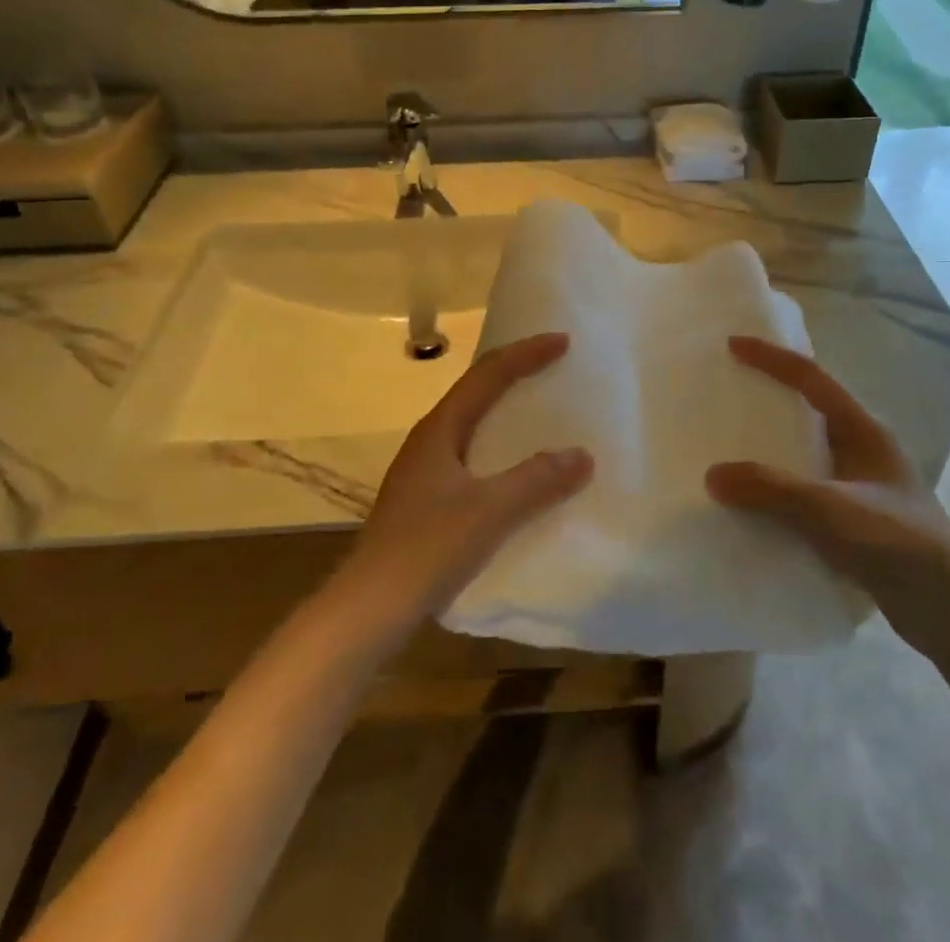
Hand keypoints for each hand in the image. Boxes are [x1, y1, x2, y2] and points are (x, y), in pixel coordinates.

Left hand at [334, 333, 592, 631]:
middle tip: (554, 366)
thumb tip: (582, 454)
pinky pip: (472, 457)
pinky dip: (500, 449)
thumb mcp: (489, 512)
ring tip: (541, 412)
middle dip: (515, 373)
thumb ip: (536, 481)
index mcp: (440, 430)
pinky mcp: (427, 501)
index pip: (487, 375)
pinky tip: (517, 472)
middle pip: (477, 392)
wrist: (368, 609)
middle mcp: (430, 441)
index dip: (525, 353)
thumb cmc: (426, 548)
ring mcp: (424, 472)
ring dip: (506, 411)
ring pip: (473, 425)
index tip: (562, 341)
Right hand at [705, 336, 949, 656]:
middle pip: (807, 409)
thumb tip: (713, 475)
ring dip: (769, 447)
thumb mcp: (831, 511)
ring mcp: (859, 485)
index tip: (733, 344)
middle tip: (724, 393)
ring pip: (804, 452)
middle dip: (767, 398)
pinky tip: (750, 502)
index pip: (812, 378)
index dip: (772, 357)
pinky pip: (804, 489)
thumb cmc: (899, 545)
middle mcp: (862, 448)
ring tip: (725, 445)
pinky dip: (776, 488)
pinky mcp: (854, 519)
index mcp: (864, 429)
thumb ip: (772, 490)